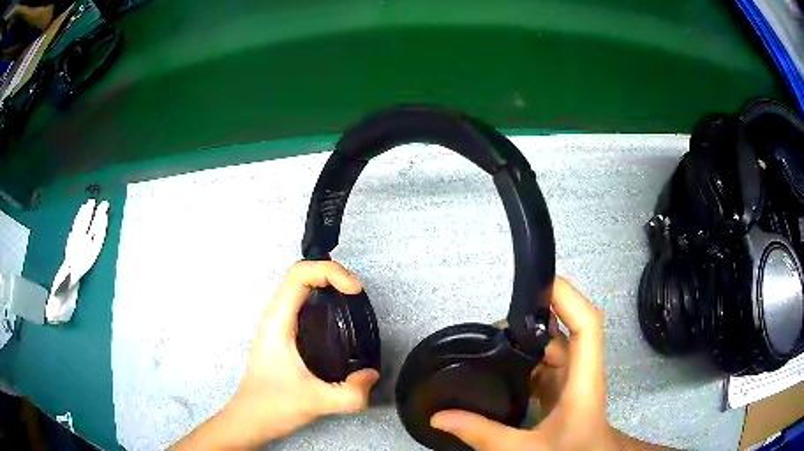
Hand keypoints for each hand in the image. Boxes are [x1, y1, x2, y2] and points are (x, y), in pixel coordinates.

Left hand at [172, 261, 378, 449]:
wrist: (249, 420)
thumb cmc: (273, 406)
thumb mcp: (316, 402)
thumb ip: (351, 393)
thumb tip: (371, 374)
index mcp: (278, 321)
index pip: (300, 274)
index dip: (330, 272)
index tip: (354, 291)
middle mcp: (275, 317)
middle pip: (301, 276)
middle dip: (332, 275)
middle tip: (357, 295)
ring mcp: (277, 326)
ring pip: (301, 290)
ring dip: (326, 286)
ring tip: (352, 303)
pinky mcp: (283, 337)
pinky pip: (302, 307)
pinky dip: (322, 302)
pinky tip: (339, 324)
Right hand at [431, 277, 659, 450]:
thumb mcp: (527, 450)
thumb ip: (485, 435)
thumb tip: (442, 417)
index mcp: (584, 378)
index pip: (586, 323)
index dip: (566, 296)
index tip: (536, 283)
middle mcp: (581, 371)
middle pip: (565, 328)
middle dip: (534, 317)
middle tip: (495, 325)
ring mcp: (572, 379)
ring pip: (553, 344)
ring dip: (528, 338)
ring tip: (492, 342)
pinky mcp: (562, 389)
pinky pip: (544, 363)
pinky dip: (525, 359)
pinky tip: (502, 366)